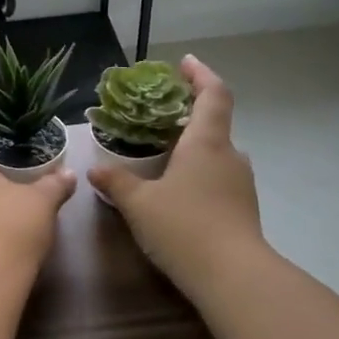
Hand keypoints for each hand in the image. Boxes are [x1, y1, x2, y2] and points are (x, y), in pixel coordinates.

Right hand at [89, 55, 264, 297]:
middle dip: (188, 116)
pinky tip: (177, 193)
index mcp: (206, 143)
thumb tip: (95, 170)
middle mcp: (229, 156)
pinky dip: (198, 175)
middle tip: (158, 117)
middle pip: (214, 124)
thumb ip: (116, 183)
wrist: (232, 275)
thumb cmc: (183, 227)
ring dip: (192, 149)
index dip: (200, 74)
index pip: (213, 94)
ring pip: (216, 155)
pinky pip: (218, 179)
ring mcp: (240, 183)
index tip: (185, 63)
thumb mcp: (139, 204)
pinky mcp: (243, 208)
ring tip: (162, 157)